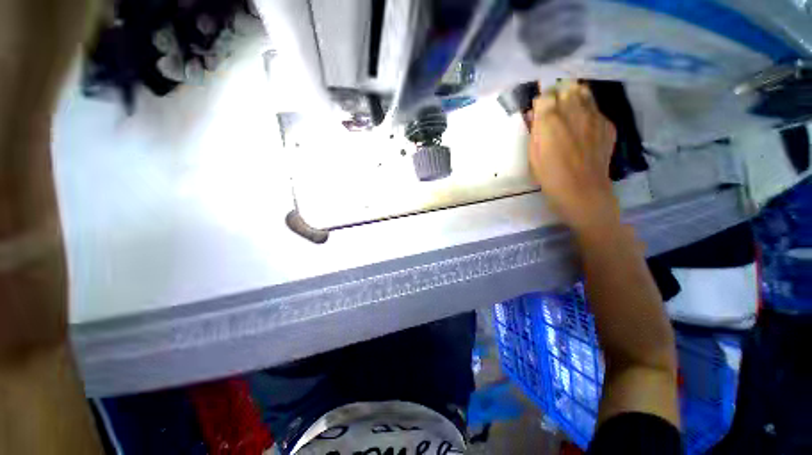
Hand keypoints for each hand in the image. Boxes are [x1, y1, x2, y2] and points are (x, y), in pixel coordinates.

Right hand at [528, 82, 618, 231]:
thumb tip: (535, 115)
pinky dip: (587, 112)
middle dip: (557, 95)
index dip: (541, 102)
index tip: (538, 112)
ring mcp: (594, 116)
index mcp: (550, 121)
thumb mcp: (533, 155)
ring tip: (568, 112)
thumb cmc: (549, 177)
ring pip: (584, 92)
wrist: (583, 191)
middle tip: (553, 110)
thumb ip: (534, 131)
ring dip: (573, 98)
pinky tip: (583, 128)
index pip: (545, 95)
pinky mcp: (607, 124)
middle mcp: (574, 111)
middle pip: (566, 88)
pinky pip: (596, 108)